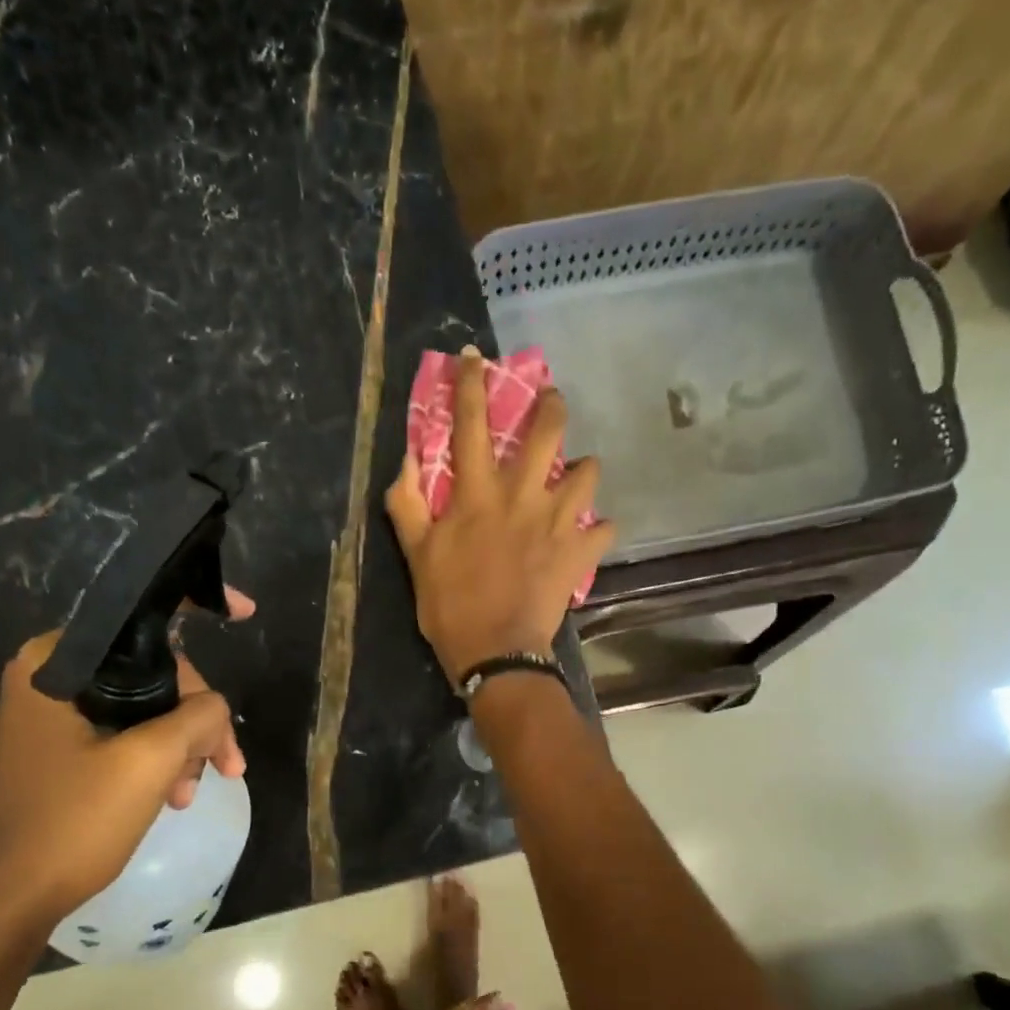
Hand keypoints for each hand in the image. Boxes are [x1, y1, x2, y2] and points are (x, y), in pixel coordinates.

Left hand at [0, 594, 251, 937]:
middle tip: (227, 763)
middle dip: (196, 716)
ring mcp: (51, 717)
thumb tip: (216, 706)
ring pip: (143, 708)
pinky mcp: (58, 751)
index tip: (248, 613)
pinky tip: (173, 796)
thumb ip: (196, 717)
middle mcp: (50, 678)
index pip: (139, 617)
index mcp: (57, 663)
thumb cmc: (71, 823)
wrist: (6, 902)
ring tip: (193, 793)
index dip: (199, 607)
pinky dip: (156, 760)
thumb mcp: (149, 763)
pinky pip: (123, 736)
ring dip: (180, 746)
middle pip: (151, 672)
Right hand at [385, 347, 614, 679]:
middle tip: (551, 402)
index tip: (474, 356)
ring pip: (588, 473)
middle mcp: (522, 496)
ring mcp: (557, 523)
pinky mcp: (580, 553)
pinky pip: (604, 530)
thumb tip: (405, 463)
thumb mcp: (416, 557)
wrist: (496, 652)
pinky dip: (600, 530)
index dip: (470, 385)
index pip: (471, 425)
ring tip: (578, 476)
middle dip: (551, 406)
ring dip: (584, 470)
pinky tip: (592, 533)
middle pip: (548, 432)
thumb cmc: (450, 606)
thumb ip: (407, 507)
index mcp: (477, 494)